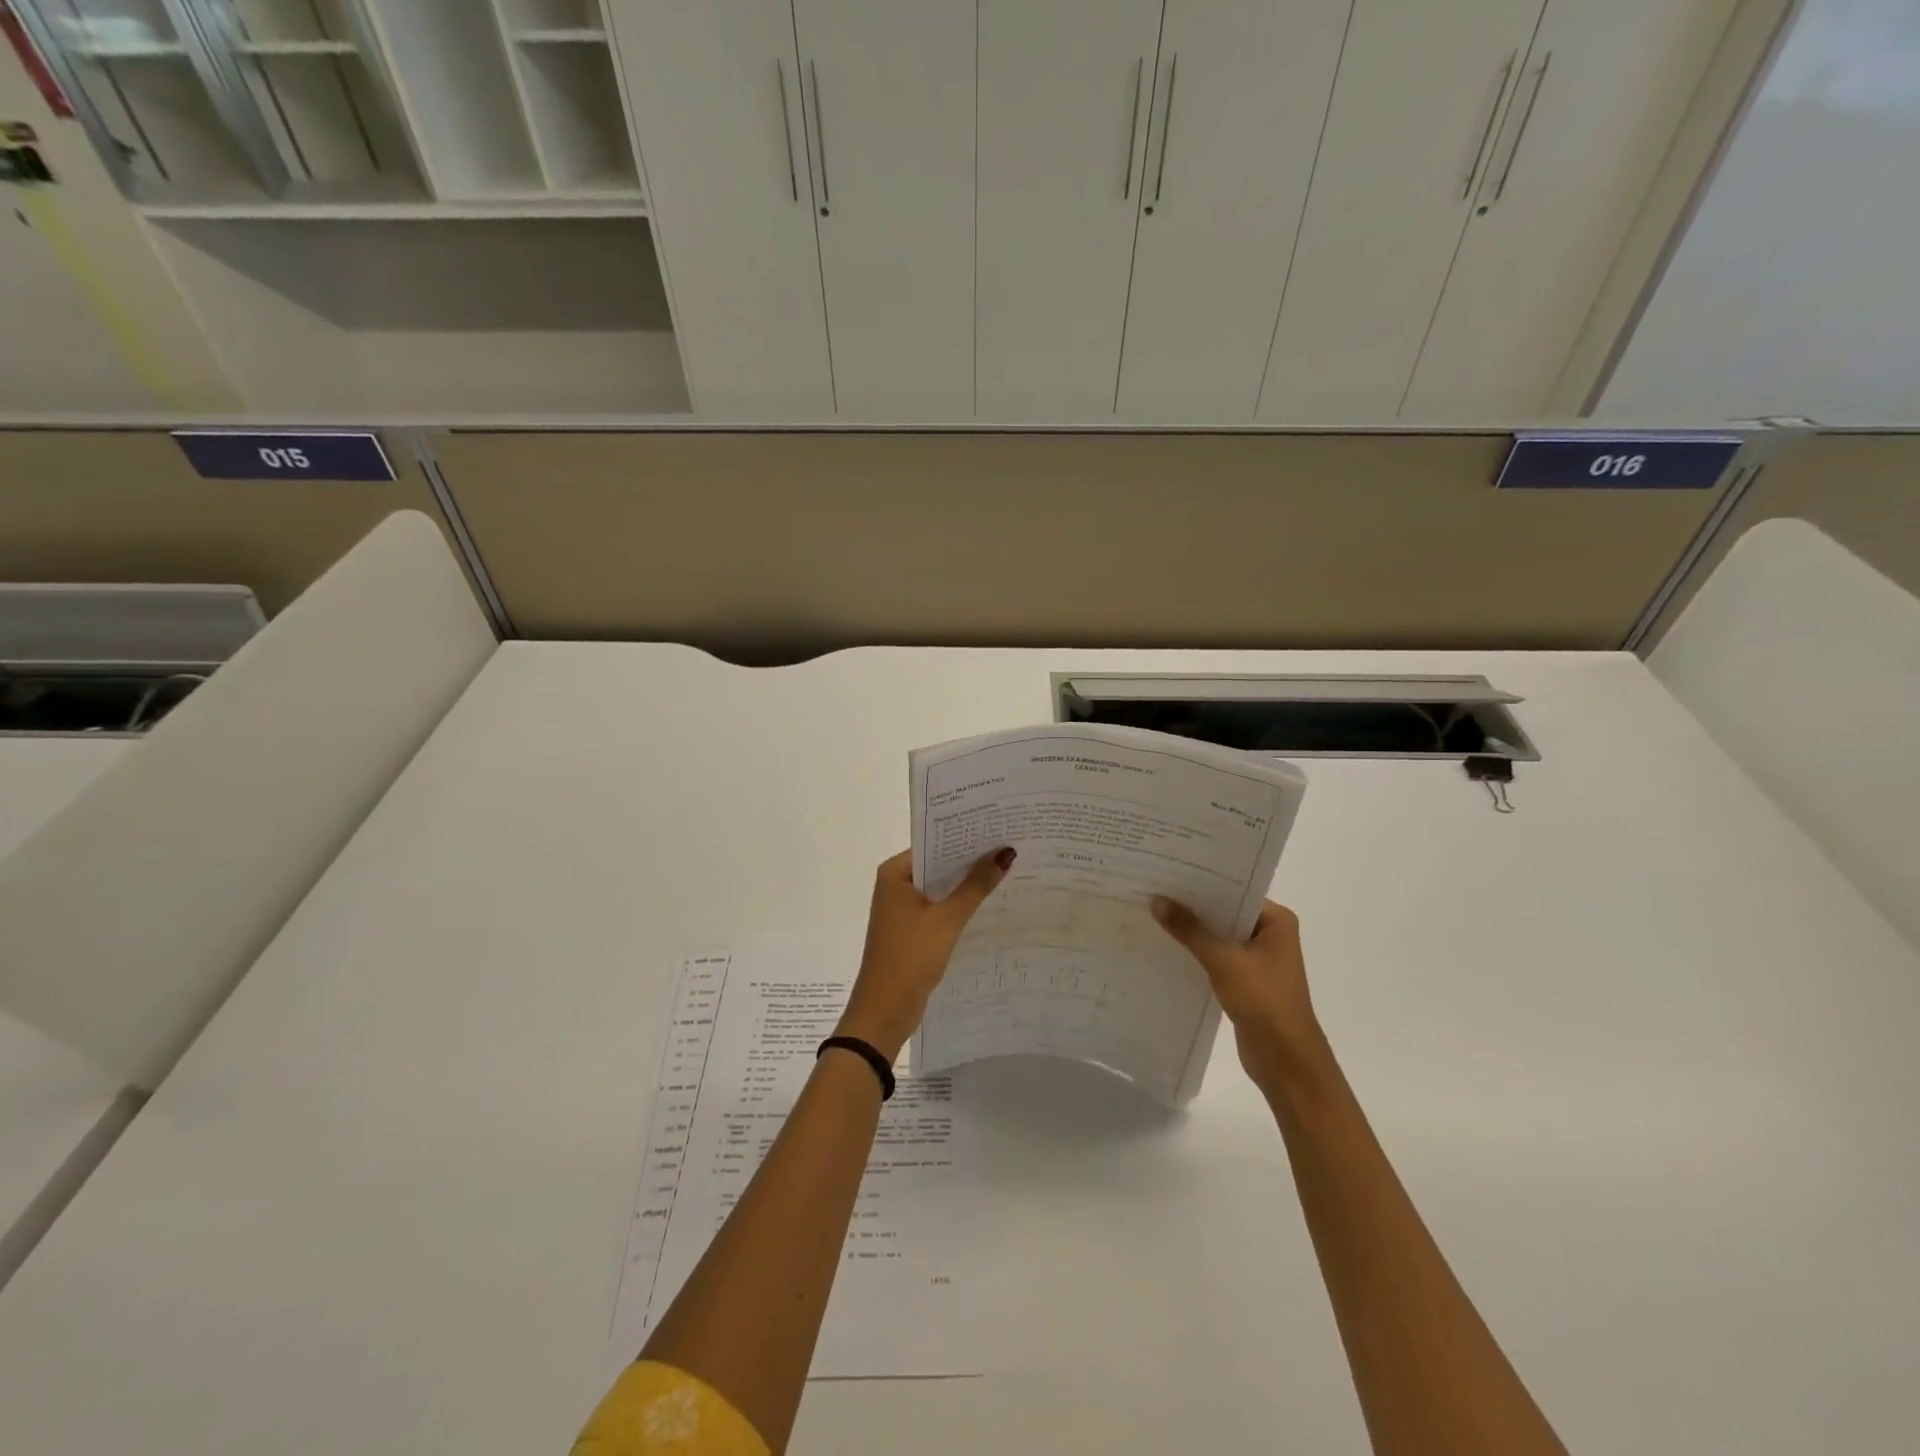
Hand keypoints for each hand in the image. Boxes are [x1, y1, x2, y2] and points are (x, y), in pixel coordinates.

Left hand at [837, 847, 1014, 1060]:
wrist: (885, 1010)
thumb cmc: (911, 956)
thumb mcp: (947, 918)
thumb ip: (976, 885)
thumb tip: (1005, 853)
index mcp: (895, 872)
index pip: (933, 844)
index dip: (964, 837)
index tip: (998, 828)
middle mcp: (895, 884)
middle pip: (938, 864)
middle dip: (970, 860)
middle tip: (1010, 846)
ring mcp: (902, 908)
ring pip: (940, 887)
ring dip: (966, 884)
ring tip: (1007, 869)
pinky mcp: (911, 930)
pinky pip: (939, 907)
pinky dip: (959, 905)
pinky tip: (988, 902)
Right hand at [1151, 897, 1323, 1086]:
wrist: (1285, 1060)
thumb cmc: (1263, 1001)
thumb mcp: (1223, 960)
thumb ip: (1189, 930)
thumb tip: (1156, 900)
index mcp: (1276, 921)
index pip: (1235, 890)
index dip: (1202, 882)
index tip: (1169, 871)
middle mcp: (1270, 934)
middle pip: (1224, 912)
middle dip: (1192, 906)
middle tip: (1153, 889)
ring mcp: (1258, 959)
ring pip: (1218, 936)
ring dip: (1192, 931)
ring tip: (1152, 913)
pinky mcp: (1245, 981)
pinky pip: (1215, 957)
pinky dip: (1195, 953)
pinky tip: (1165, 946)